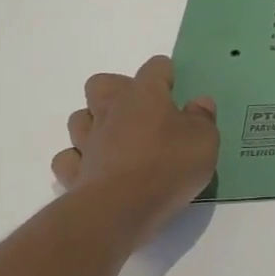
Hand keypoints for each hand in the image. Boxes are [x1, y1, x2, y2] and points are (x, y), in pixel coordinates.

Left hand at [52, 56, 218, 238]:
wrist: (121, 208)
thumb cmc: (169, 165)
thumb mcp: (205, 140)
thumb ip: (203, 118)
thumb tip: (199, 102)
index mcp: (145, 95)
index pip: (155, 68)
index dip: (166, 73)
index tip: (176, 87)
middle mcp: (111, 110)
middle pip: (102, 84)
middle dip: (117, 90)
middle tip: (140, 110)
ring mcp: (87, 141)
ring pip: (79, 118)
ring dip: (94, 123)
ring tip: (117, 139)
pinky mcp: (73, 172)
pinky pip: (69, 157)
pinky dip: (80, 159)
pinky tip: (96, 167)